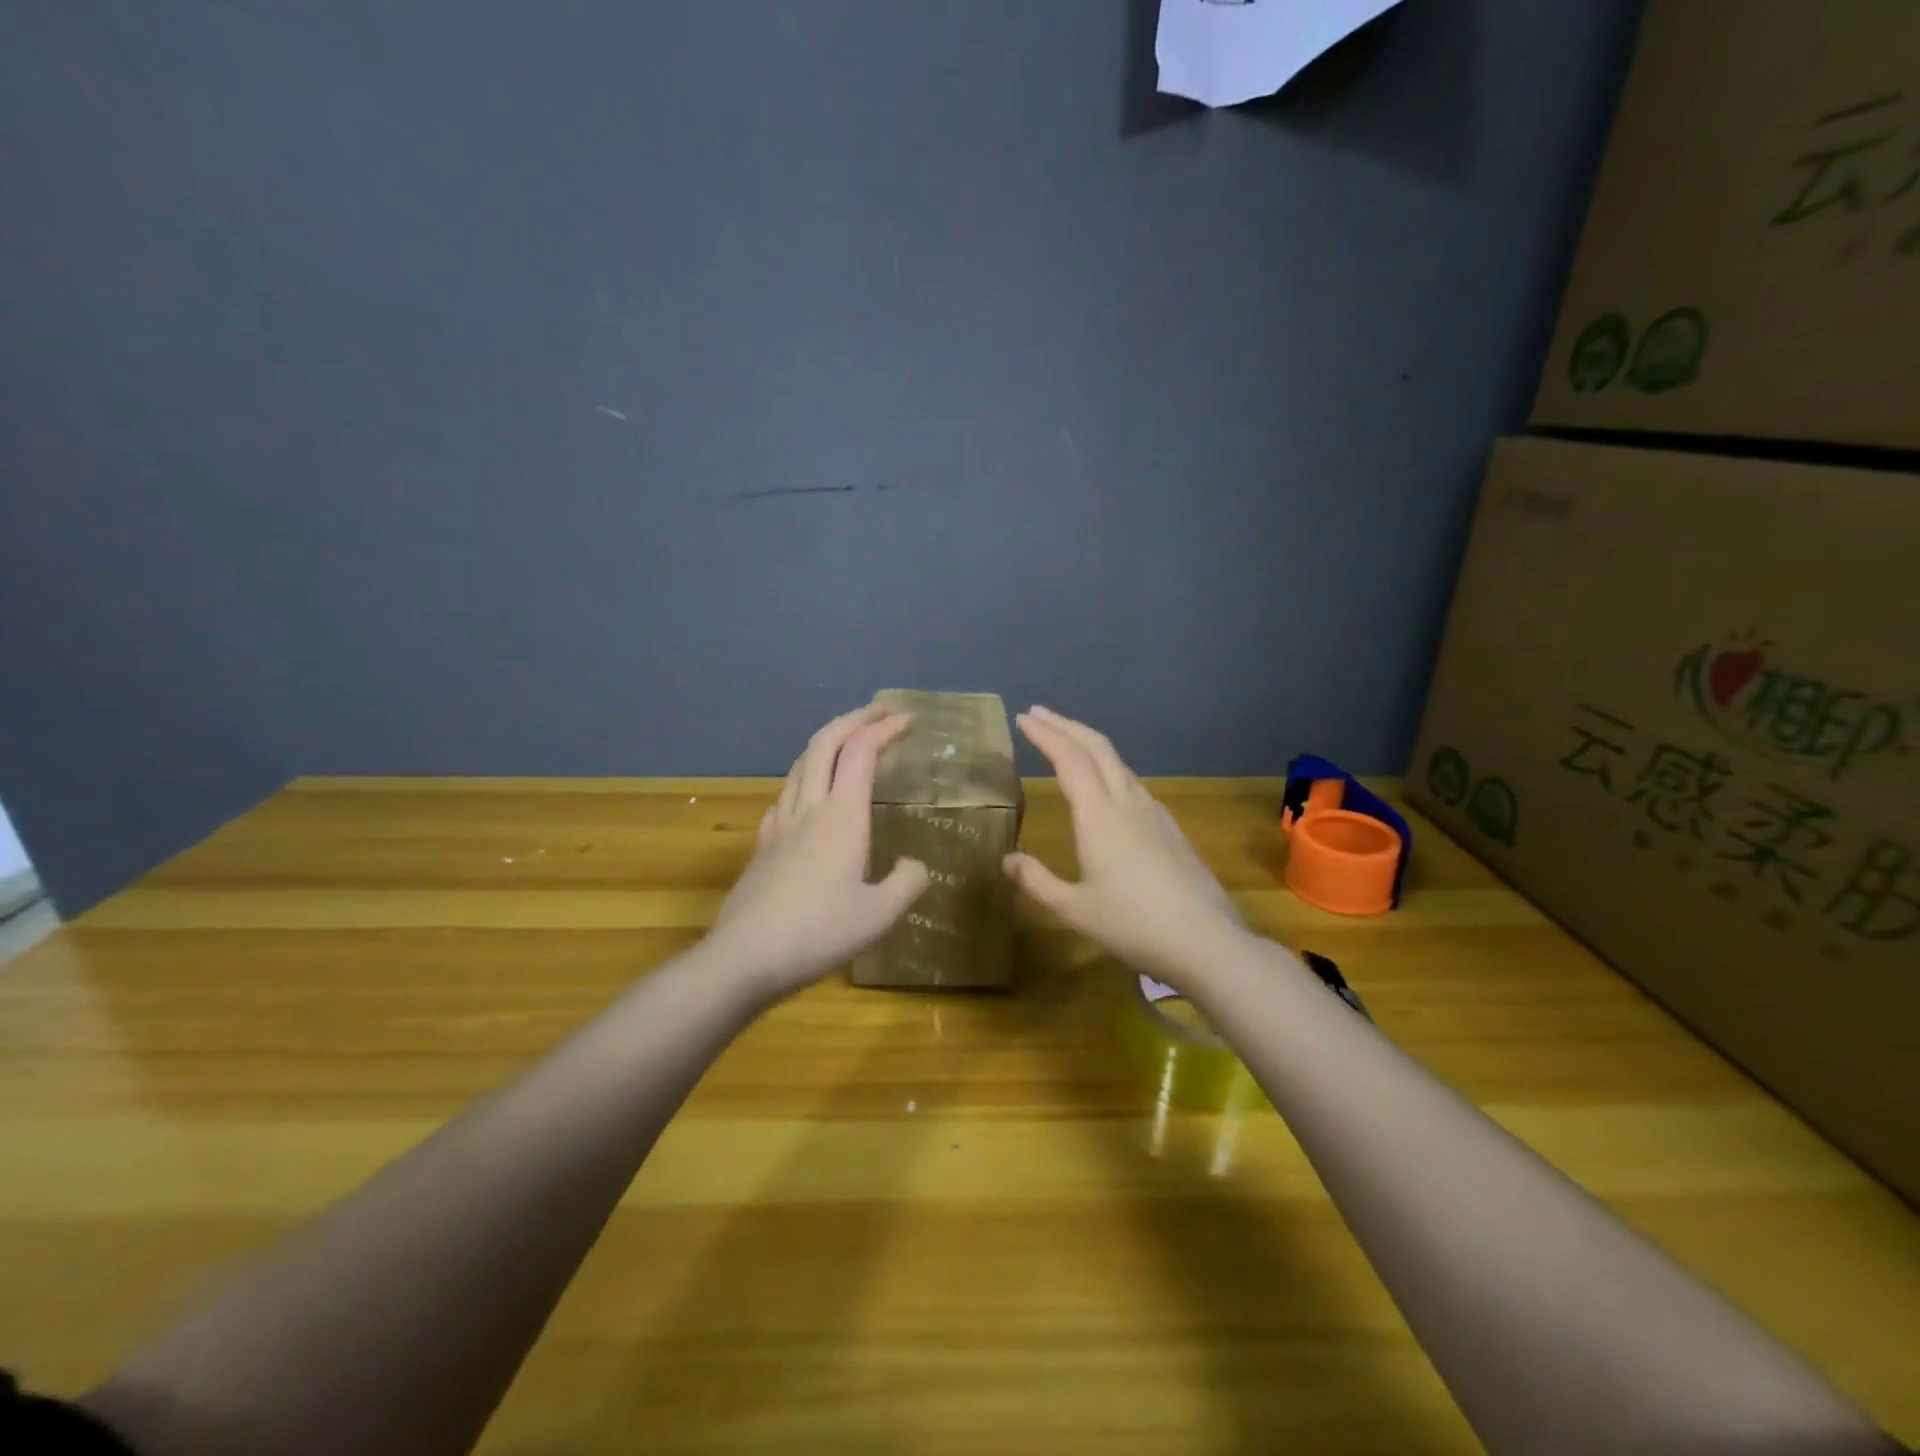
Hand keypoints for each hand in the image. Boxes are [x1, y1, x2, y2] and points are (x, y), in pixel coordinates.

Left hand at [707, 704, 930, 997]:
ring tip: (846, 741)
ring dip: (826, 742)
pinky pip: (785, 793)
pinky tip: (807, 793)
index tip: (906, 719)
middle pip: (825, 744)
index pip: (861, 754)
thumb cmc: (819, 932)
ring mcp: (779, 824)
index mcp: (842, 817)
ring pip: (800, 764)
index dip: (884, 730)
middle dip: (853, 719)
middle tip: (879, 712)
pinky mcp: (762, 844)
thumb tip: (913, 865)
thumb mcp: (880, 915)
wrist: (746, 957)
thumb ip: (906, 883)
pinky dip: (804, 775)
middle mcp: (809, 808)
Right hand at [1002, 706, 1245, 984]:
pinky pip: (1133, 783)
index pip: (1069, 759)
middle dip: (1066, 724)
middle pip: (1097, 747)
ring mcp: (1154, 813)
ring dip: (1088, 744)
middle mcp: (1128, 803)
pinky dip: (1109, 768)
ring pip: (1118, 762)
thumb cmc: (1134, 926)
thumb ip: (1037, 881)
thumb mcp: (1075, 910)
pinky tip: (1106, 786)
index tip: (1023, 718)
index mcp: (1100, 816)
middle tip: (1039, 714)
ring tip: (1066, 743)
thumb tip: (1006, 860)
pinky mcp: (1171, 828)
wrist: (1207, 942)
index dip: (1045, 734)